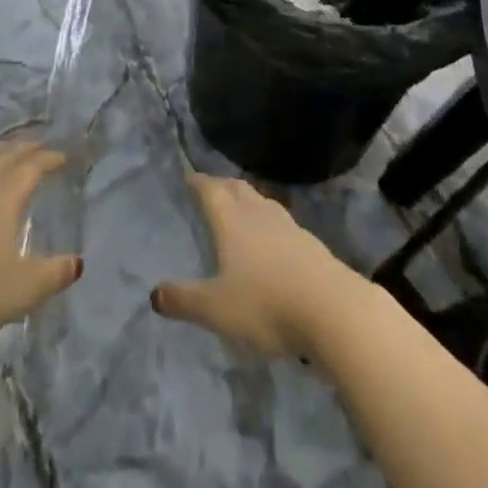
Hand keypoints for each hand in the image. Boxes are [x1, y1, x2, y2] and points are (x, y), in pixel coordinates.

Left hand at [0, 140, 82, 348]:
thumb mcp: (21, 291)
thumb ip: (53, 275)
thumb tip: (77, 263)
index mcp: (5, 195)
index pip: (32, 166)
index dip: (49, 158)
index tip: (62, 156)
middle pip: (5, 154)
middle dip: (24, 148)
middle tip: (37, 146)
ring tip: (3, 152)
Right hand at [151, 172, 364, 357]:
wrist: (334, 310)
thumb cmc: (267, 304)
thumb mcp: (217, 309)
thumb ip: (184, 301)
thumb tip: (153, 295)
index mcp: (232, 221)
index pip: (211, 190)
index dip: (199, 182)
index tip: (189, 177)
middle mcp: (259, 214)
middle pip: (238, 189)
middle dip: (222, 185)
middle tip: (211, 188)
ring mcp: (289, 227)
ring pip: (262, 202)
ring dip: (248, 200)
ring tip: (240, 208)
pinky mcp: (311, 245)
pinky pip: (282, 223)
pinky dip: (269, 223)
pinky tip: (273, 240)